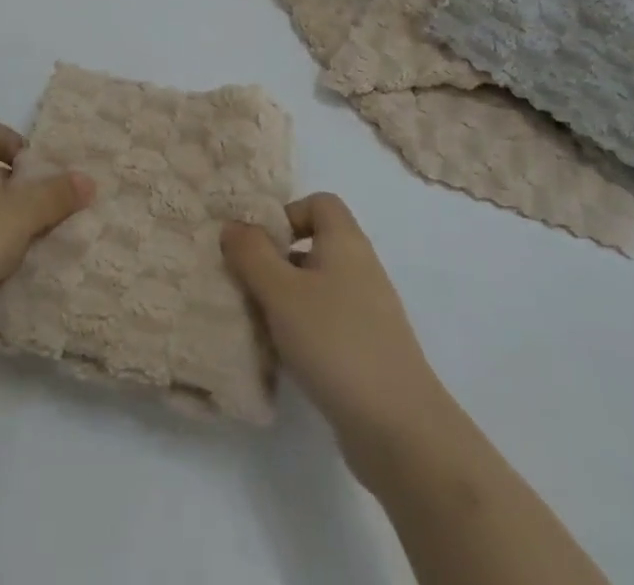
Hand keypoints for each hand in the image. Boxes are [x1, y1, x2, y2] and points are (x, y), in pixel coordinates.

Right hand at [222, 193, 442, 486]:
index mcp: (346, 242)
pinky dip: (302, 332)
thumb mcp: (281, 292)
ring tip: (257, 324)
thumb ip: (251, 253)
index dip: (287, 214)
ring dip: (285, 301)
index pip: (319, 202)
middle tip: (246, 285)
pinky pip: (327, 324)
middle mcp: (361, 269)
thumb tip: (233, 226)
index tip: (259, 245)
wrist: (400, 430)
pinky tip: (283, 359)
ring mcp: (368, 313)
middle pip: (314, 246)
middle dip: (276, 262)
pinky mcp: (368, 351)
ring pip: (316, 289)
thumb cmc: (336, 343)